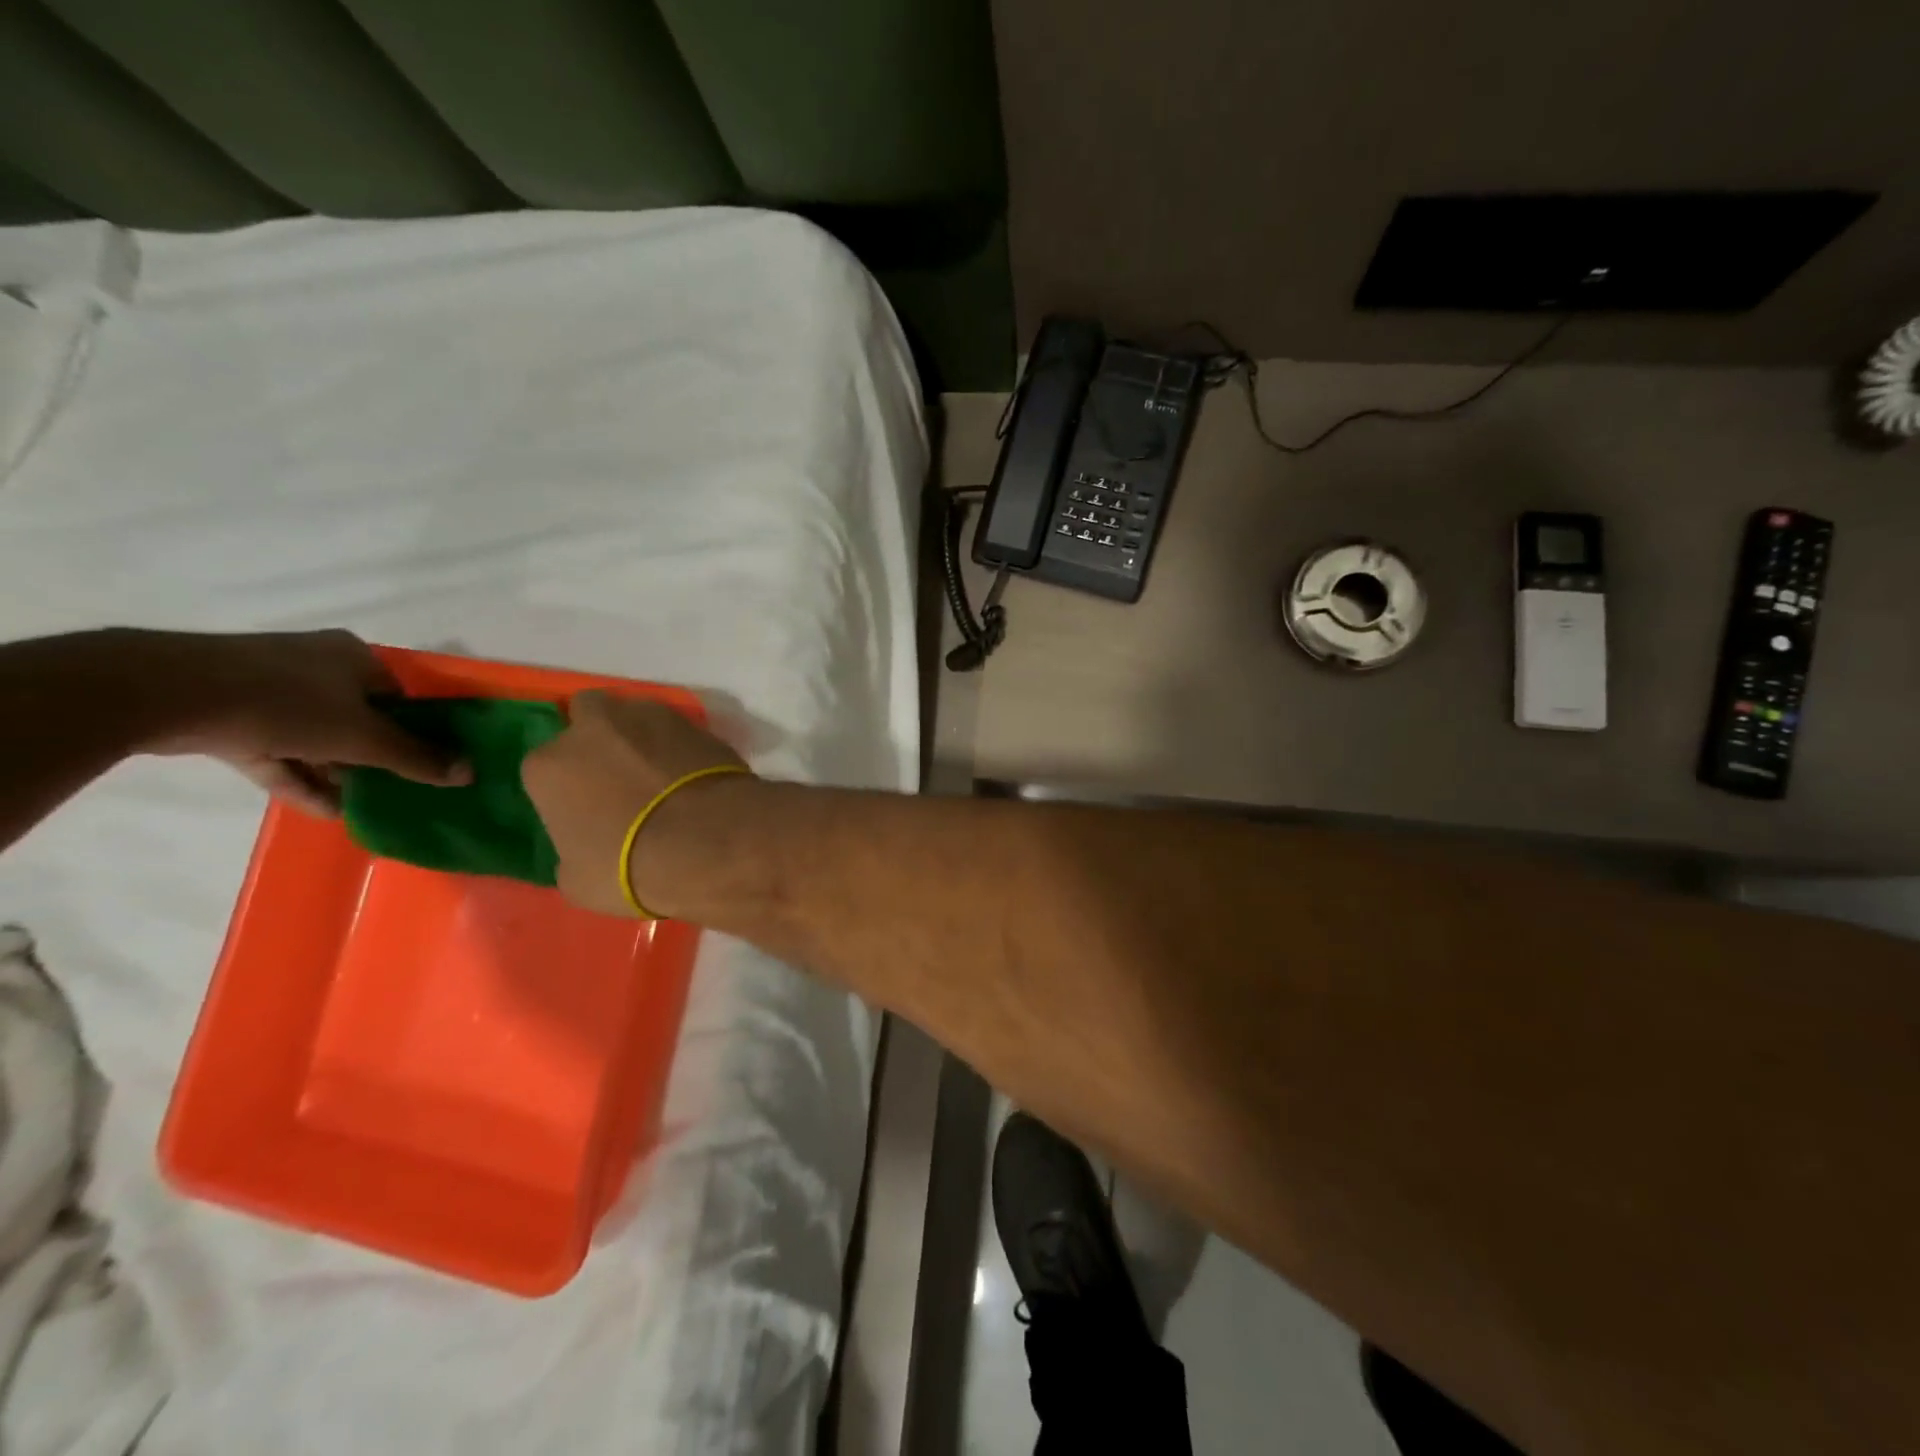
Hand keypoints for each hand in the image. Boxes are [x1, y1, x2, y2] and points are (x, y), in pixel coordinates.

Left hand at [139, 629, 468, 815]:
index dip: (415, 731)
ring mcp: (268, 689)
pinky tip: (325, 810)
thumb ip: (417, 757)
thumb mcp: (365, 737)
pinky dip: (300, 776)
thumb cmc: (288, 703)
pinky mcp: (230, 714)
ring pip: (317, 736)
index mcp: (354, 658)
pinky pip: (278, 750)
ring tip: (365, 806)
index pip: (399, 697)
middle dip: (375, 756)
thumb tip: (470, 773)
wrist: (167, 694)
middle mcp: (315, 666)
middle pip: (359, 717)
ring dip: (339, 772)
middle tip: (397, 788)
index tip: (425, 763)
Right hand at [521, 692, 747, 915]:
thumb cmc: (629, 866)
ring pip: (636, 715)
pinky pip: (678, 730)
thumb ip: (570, 848)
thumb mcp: (577, 879)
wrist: (708, 841)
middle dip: (599, 736)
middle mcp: (594, 727)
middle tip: (619, 775)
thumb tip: (586, 842)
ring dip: (642, 737)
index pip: (546, 767)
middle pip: (588, 715)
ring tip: (661, 773)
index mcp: (549, 764)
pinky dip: (680, 747)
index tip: (585, 807)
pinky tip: (692, 774)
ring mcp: (649, 716)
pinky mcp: (696, 722)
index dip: (566, 786)